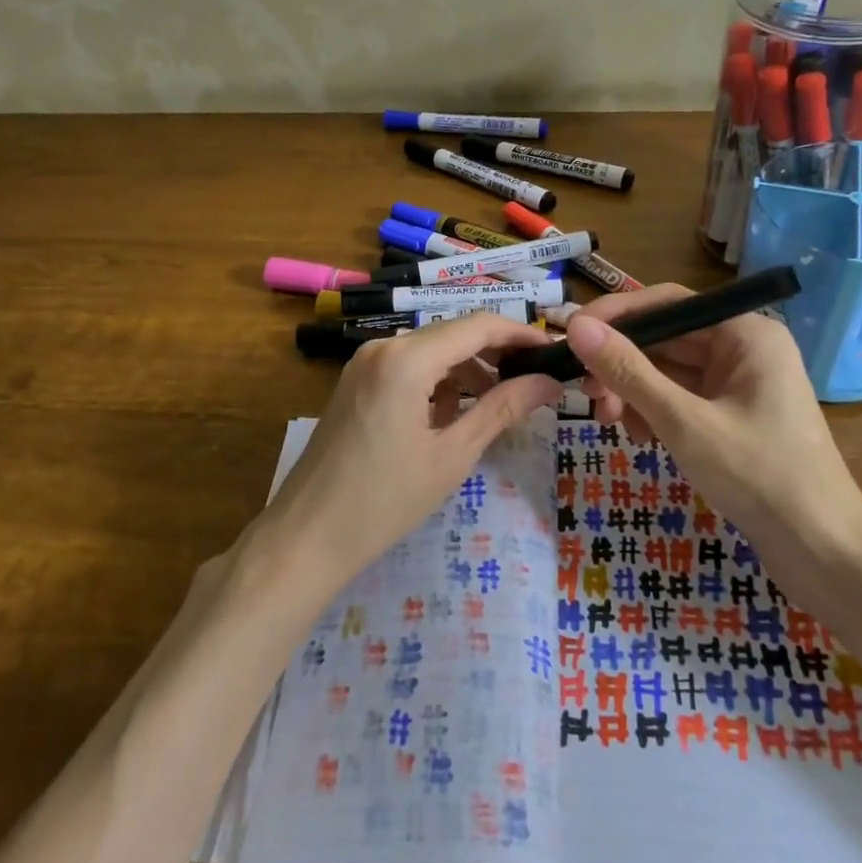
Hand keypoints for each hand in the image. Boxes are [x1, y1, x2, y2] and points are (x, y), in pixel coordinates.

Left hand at [263, 313, 564, 586]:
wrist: (306, 536)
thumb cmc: (384, 500)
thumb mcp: (452, 455)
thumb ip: (502, 409)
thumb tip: (549, 382)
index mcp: (406, 359)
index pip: (477, 326)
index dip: (520, 334)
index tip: (554, 352)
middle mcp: (383, 347)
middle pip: (453, 334)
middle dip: (496, 354)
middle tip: (534, 382)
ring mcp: (364, 363)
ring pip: (431, 351)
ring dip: (467, 370)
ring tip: (499, 405)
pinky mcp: (356, 382)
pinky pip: (408, 367)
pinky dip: (437, 382)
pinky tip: (452, 415)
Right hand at [563, 285, 861, 552]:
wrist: (824, 552)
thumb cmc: (759, 477)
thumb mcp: (684, 422)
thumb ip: (628, 371)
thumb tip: (576, 326)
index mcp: (745, 333)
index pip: (667, 302)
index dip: (615, 315)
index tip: (571, 334)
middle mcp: (743, 347)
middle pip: (665, 338)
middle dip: (622, 365)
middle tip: (589, 396)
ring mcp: (739, 382)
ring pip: (668, 370)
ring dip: (634, 392)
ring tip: (614, 424)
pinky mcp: (732, 414)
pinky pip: (680, 397)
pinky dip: (654, 412)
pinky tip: (642, 439)